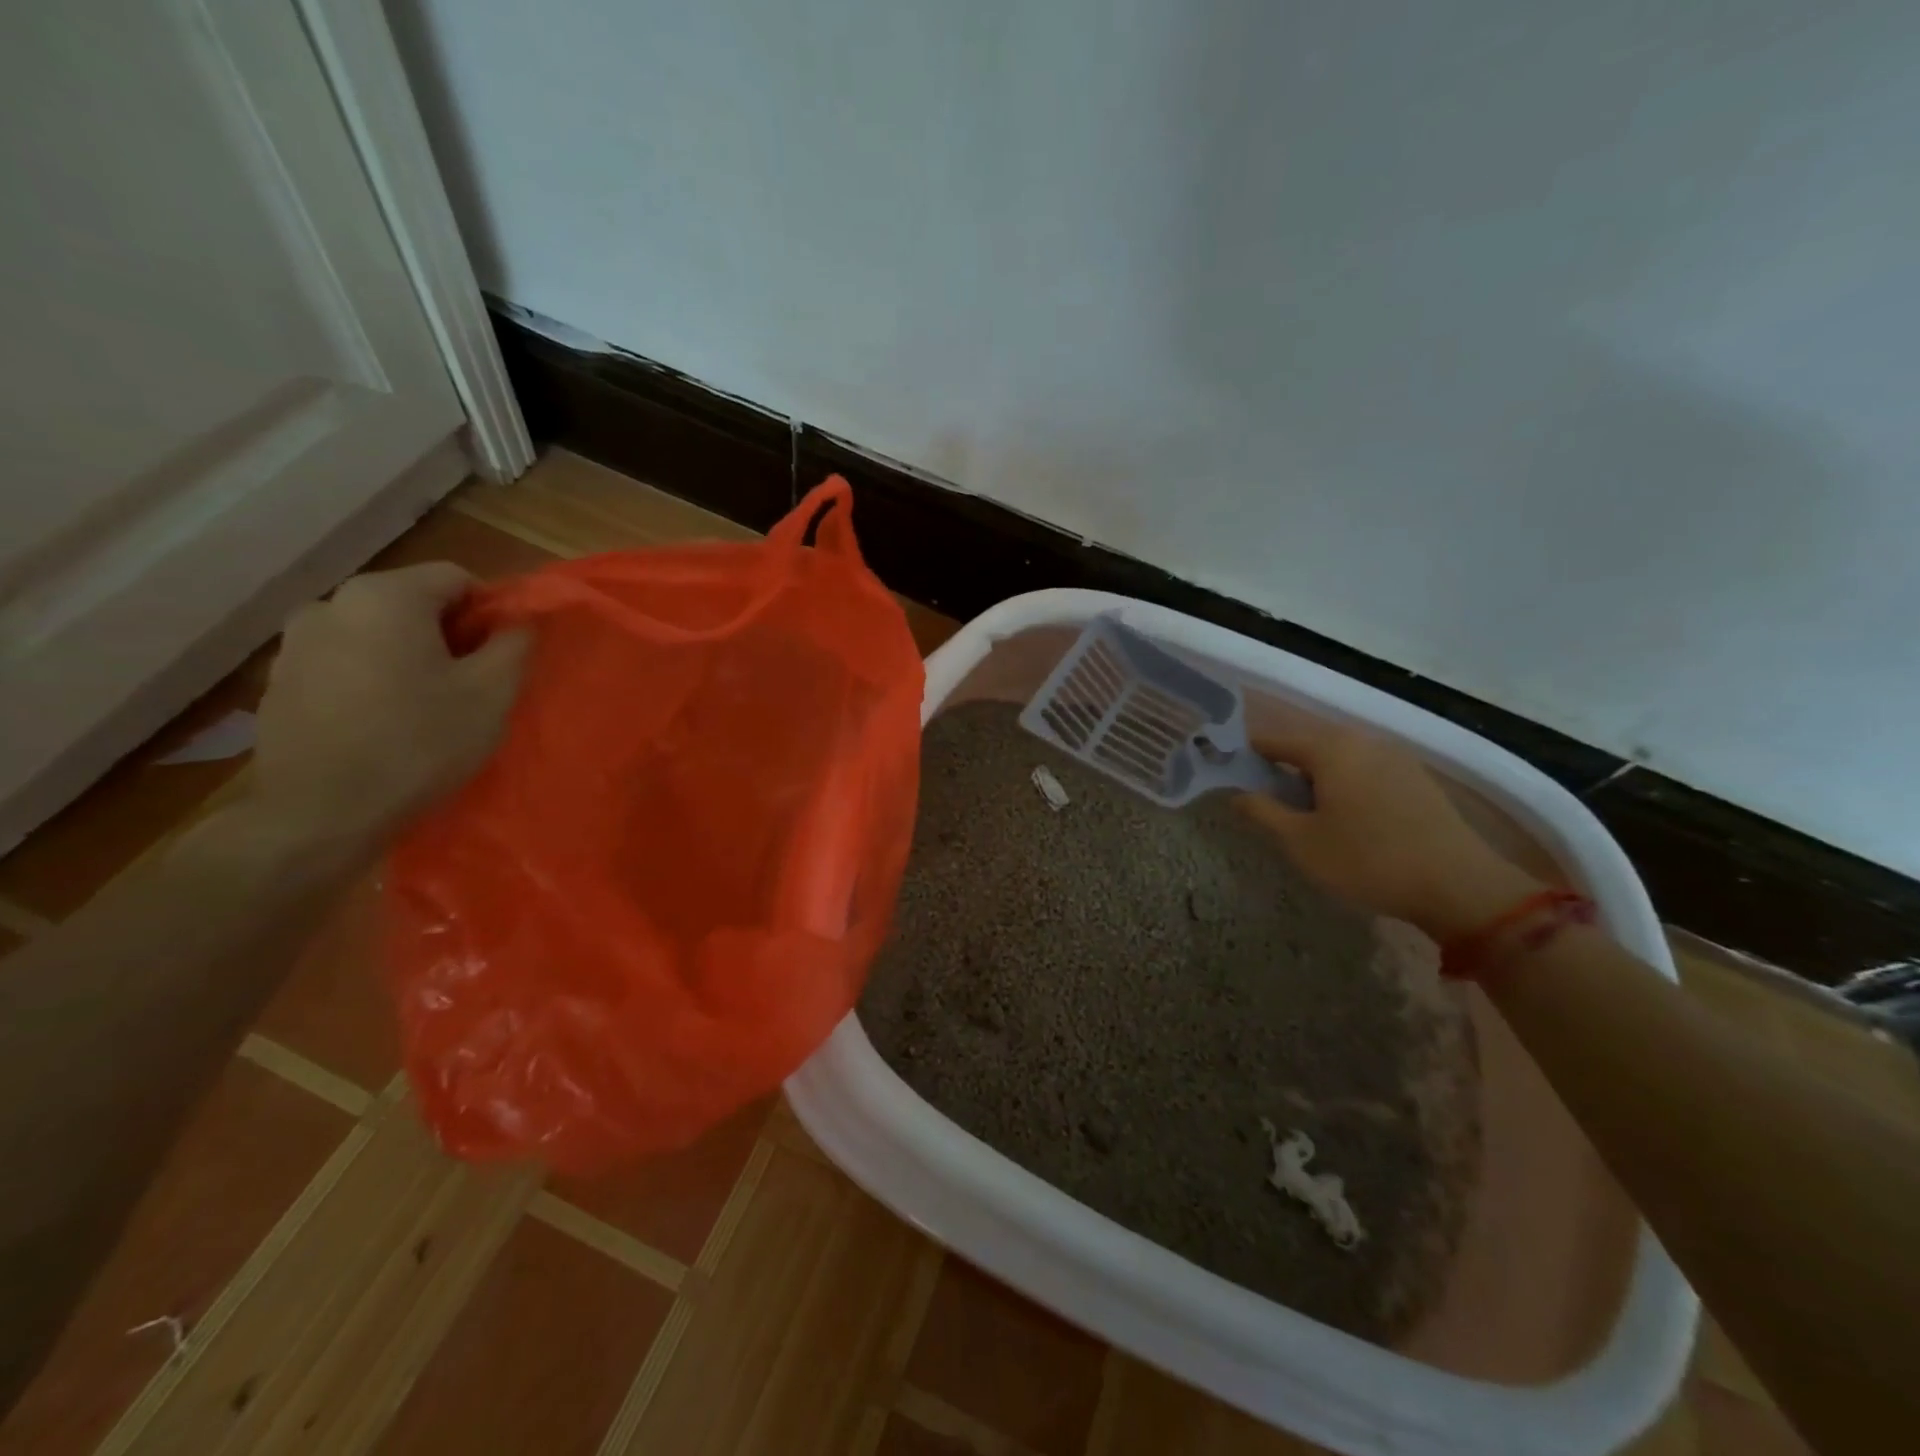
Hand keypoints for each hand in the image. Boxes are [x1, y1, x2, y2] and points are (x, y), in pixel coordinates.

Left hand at [249, 563, 530, 843]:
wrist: (320, 813)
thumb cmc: (419, 743)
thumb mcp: (492, 693)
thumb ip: (514, 644)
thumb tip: (520, 621)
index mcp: (385, 596)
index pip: (456, 578)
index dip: (490, 612)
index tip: (502, 656)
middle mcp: (331, 603)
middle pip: (411, 603)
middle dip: (447, 635)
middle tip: (470, 684)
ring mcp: (295, 642)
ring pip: (375, 633)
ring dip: (406, 656)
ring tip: (425, 706)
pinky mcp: (278, 681)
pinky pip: (343, 662)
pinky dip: (370, 678)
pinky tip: (383, 722)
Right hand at [1238, 720, 1540, 939]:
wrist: (1459, 885)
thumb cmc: (1366, 860)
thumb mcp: (1300, 842)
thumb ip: (1262, 812)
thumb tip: (1237, 793)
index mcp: (1330, 748)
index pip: (1274, 740)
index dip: (1248, 756)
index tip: (1229, 776)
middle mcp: (1362, 741)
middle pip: (1308, 746)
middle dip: (1282, 769)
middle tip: (1266, 802)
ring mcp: (1395, 757)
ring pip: (1339, 759)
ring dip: (1315, 779)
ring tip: (1304, 814)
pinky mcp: (1417, 779)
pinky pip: (1366, 772)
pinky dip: (1345, 786)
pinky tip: (1346, 819)